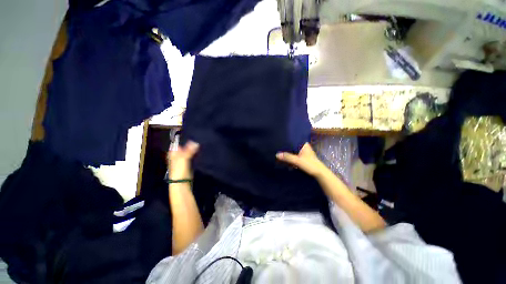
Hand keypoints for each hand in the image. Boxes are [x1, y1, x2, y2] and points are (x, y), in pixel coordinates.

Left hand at [167, 140, 199, 179]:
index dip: (184, 139)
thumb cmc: (179, 170)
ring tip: (200, 142)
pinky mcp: (189, 163)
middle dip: (190, 143)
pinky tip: (200, 150)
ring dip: (194, 148)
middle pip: (184, 146)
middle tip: (198, 138)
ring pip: (189, 151)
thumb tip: (196, 142)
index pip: (178, 143)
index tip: (192, 135)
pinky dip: (196, 153)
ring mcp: (183, 159)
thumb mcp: (183, 159)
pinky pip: (193, 155)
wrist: (182, 182)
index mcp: (173, 153)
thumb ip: (189, 150)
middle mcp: (177, 155)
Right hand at [276, 143, 328, 177]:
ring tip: (280, 152)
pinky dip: (291, 157)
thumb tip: (277, 154)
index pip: (294, 140)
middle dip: (287, 147)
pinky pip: (295, 156)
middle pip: (293, 146)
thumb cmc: (310, 165)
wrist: (320, 174)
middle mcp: (304, 148)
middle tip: (278, 147)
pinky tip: (285, 159)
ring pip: (294, 151)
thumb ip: (287, 157)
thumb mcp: (297, 161)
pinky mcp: (303, 159)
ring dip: (288, 153)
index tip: (280, 140)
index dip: (288, 140)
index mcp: (304, 145)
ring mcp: (304, 153)